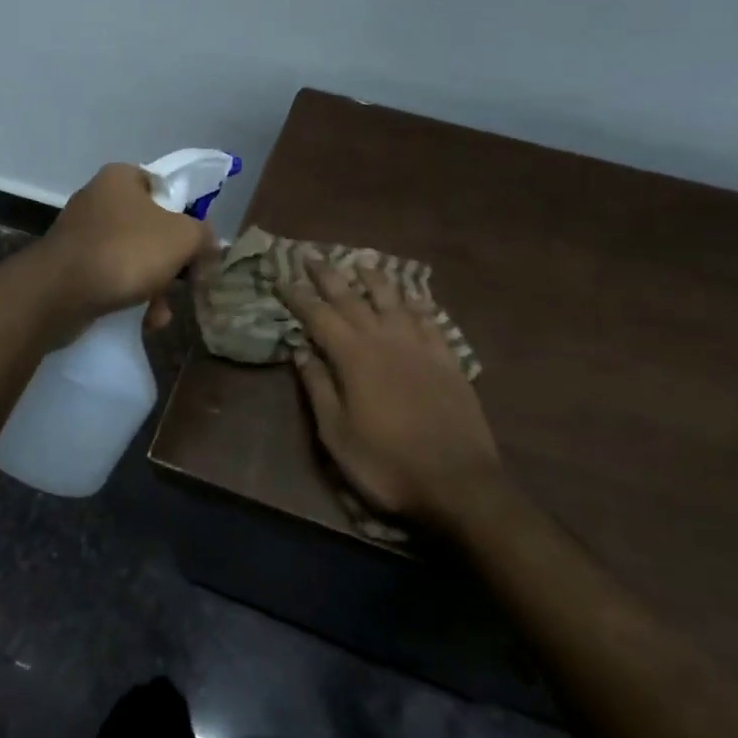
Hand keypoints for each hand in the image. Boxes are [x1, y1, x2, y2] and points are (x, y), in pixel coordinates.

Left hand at [37, 164, 215, 338]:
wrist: (58, 294)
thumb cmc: (125, 252)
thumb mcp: (183, 238)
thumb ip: (204, 237)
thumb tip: (208, 248)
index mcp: (122, 177)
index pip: (167, 190)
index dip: (188, 218)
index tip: (197, 248)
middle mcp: (98, 199)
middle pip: (152, 228)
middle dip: (171, 263)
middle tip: (184, 284)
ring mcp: (81, 234)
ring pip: (133, 257)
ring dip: (154, 287)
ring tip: (160, 313)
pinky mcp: (70, 266)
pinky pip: (111, 277)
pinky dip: (130, 296)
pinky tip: (142, 320)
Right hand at [278, 259, 500, 526]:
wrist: (457, 482)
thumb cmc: (386, 463)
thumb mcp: (336, 434)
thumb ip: (318, 387)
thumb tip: (300, 350)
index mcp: (353, 356)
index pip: (318, 315)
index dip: (297, 296)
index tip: (280, 278)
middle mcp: (385, 338)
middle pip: (352, 297)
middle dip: (328, 275)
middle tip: (311, 255)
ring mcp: (420, 345)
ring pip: (393, 299)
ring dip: (374, 278)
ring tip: (361, 262)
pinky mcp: (447, 357)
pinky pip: (428, 318)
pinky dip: (416, 302)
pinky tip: (412, 296)